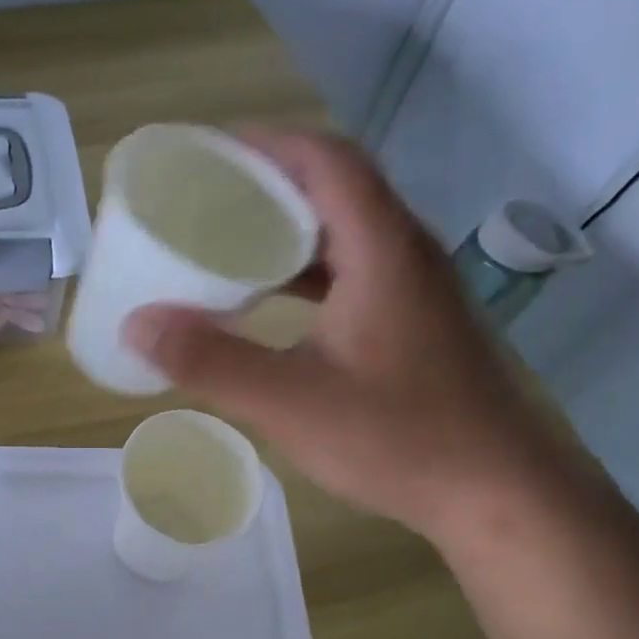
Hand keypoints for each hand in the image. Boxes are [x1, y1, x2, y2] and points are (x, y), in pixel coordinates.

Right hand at [121, 129, 561, 539]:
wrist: (501, 494)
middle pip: (335, 185)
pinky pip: (354, 268)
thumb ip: (211, 362)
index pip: (326, 160)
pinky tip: (271, 301)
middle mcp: (405, 252)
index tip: (207, 156)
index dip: (265, 143)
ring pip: (345, 229)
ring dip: (287, 227)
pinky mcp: (417, 319)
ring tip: (227, 242)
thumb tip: (136, 325)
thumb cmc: (401, 439)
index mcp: (382, 250)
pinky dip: (306, 269)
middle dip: (267, 183)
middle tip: (203, 200)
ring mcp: (417, 287)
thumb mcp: (291, 403)